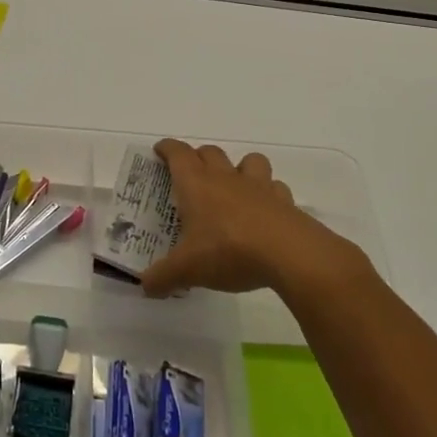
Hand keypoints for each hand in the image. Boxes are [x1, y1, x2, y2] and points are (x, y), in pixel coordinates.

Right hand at [141, 140, 368, 301]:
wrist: (290, 255)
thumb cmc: (229, 251)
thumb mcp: (188, 269)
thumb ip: (163, 277)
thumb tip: (145, 287)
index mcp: (196, 184)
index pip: (178, 153)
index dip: (167, 149)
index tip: (160, 151)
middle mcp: (226, 178)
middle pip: (210, 152)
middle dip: (198, 157)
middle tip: (191, 174)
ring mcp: (259, 187)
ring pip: (249, 161)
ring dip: (239, 167)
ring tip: (234, 186)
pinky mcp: (285, 202)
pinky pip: (275, 187)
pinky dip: (269, 193)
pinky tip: (265, 211)